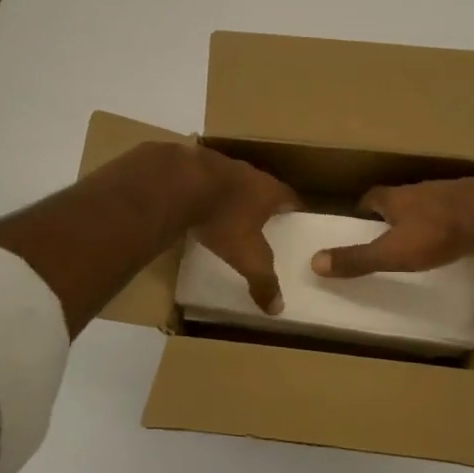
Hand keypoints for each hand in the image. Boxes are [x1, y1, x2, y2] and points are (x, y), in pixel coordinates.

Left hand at [187, 147, 300, 311]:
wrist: (178, 183)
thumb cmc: (223, 218)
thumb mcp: (247, 256)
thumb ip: (263, 280)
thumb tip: (277, 308)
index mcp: (268, 190)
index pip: (291, 198)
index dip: (294, 211)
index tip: (295, 223)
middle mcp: (247, 172)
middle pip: (262, 187)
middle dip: (262, 204)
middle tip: (263, 223)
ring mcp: (217, 164)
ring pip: (231, 181)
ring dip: (231, 196)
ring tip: (228, 215)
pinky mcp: (190, 163)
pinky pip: (202, 180)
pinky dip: (202, 192)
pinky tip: (194, 205)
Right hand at [311, 177, 473, 278]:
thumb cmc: (437, 233)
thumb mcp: (392, 252)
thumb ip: (356, 259)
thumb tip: (314, 263)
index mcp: (396, 198)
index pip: (371, 197)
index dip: (363, 208)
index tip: (357, 219)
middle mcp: (420, 190)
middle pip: (399, 197)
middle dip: (391, 212)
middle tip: (385, 230)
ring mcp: (450, 193)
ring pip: (428, 202)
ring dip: (420, 215)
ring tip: (418, 235)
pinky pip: (455, 209)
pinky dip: (448, 220)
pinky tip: (453, 235)